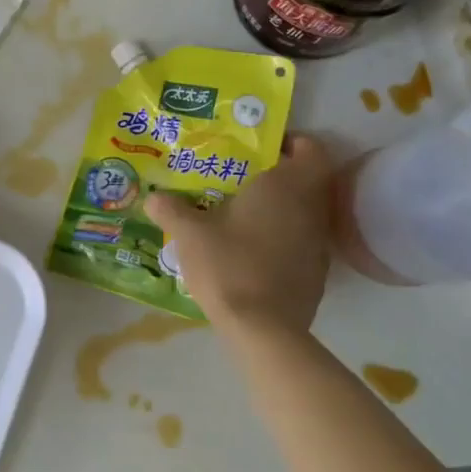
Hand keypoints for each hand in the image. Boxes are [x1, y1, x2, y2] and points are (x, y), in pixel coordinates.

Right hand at [145, 134, 332, 332]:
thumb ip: (170, 209)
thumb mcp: (189, 234)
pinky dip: (283, 238)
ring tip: (242, 214)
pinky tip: (252, 250)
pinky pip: (302, 241)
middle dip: (280, 175)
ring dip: (282, 208)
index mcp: (286, 186)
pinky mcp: (316, 273)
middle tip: (242, 178)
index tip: (263, 148)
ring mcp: (317, 243)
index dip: (292, 143)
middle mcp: (310, 208)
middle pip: (307, 180)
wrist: (263, 329)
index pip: (311, 148)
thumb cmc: (228, 265)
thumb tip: (153, 197)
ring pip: (306, 212)